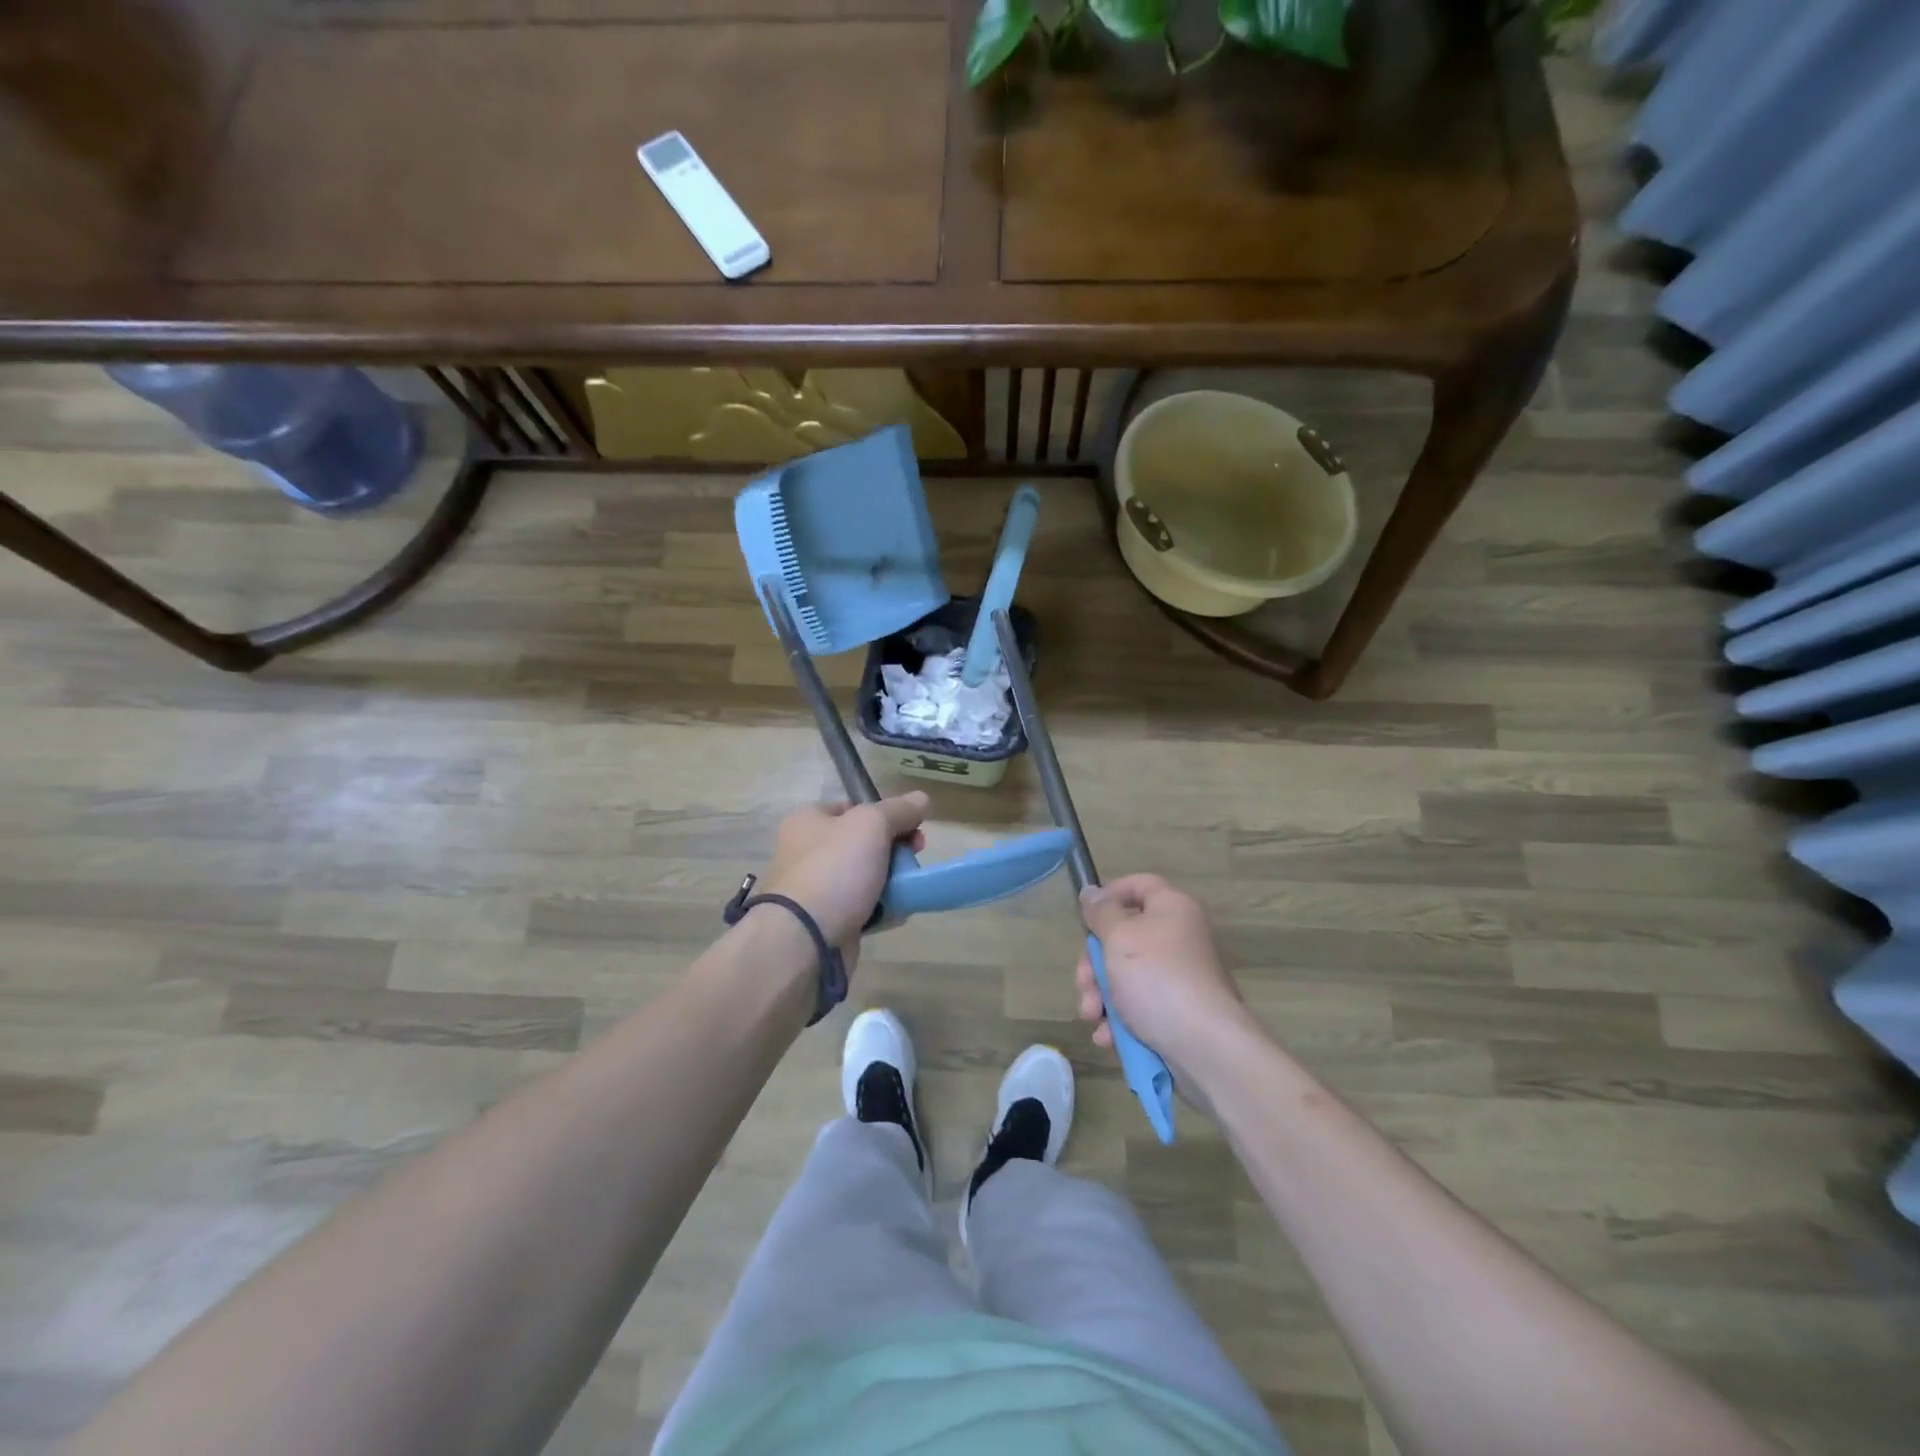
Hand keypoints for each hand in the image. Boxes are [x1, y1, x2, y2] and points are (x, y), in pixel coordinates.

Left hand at [762, 794, 928, 954]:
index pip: (853, 808)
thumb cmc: (834, 869)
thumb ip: (898, 810)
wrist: (804, 939)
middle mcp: (807, 852)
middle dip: (895, 850)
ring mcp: (816, 889)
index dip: (886, 814)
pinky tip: (897, 913)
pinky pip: (863, 908)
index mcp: (808, 821)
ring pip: (866, 877)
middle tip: (915, 858)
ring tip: (908, 890)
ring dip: (892, 882)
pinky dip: (882, 910)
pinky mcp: (826, 922)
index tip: (913, 828)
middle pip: (863, 843)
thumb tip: (921, 798)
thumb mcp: (871, 825)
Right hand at [1074, 874, 1253, 1073]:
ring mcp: (1180, 977)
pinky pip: (1140, 1006)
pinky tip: (1108, 1036)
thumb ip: (1101, 913)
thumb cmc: (1157, 978)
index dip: (1110, 895)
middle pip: (1125, 936)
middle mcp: (1179, 937)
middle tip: (1084, 983)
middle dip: (1094, 963)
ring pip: (1127, 975)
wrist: (1204, 1046)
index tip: (1085, 918)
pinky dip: (1120, 1019)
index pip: (1139, 885)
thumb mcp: (1119, 937)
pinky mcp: (1178, 1012)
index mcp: (1171, 909)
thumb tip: (1092, 892)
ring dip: (1101, 995)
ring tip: (1092, 1016)